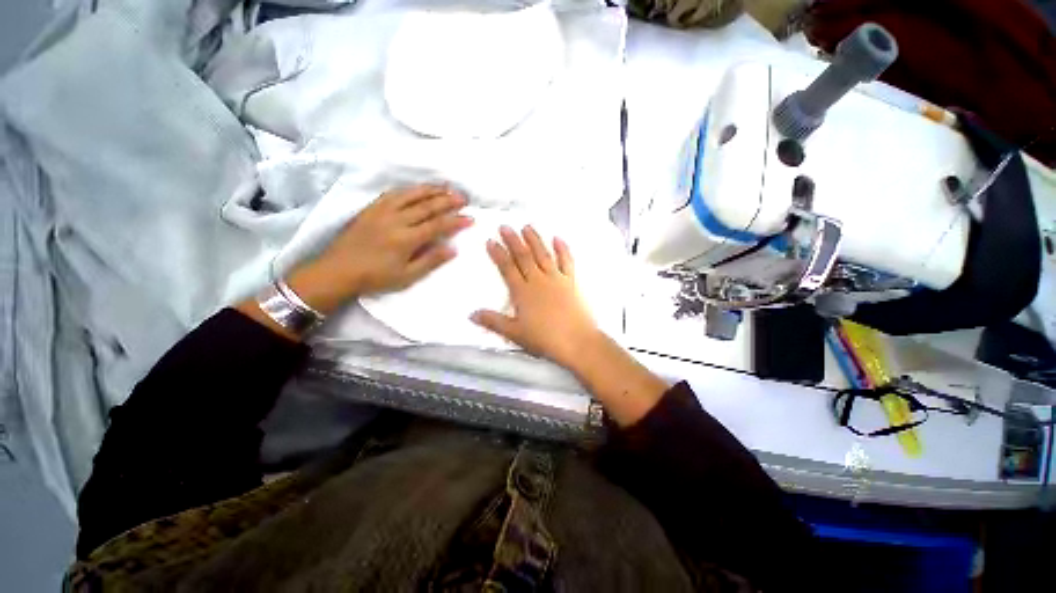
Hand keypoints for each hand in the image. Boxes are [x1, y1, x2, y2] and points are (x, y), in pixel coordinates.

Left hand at [285, 185, 472, 314]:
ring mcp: (382, 211)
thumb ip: (431, 260)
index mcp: (406, 239)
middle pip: (427, 206)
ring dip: (431, 190)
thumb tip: (453, 249)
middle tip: (463, 198)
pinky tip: (418, 189)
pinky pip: (394, 193)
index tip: (470, 218)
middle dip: (447, 201)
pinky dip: (409, 189)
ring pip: (411, 195)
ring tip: (446, 187)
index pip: (437, 225)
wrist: (337, 270)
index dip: (455, 221)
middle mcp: (396, 220)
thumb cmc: (375, 277)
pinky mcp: (372, 208)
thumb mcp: (407, 276)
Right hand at [471, 225, 600, 367]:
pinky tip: (558, 238)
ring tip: (527, 227)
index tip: (491, 241)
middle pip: (523, 257)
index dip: (498, 254)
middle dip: (513, 240)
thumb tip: (471, 314)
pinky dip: (563, 249)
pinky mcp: (572, 282)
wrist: (576, 341)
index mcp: (523, 292)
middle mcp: (538, 280)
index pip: (507, 268)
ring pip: (543, 255)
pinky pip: (567, 261)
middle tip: (505, 226)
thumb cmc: (544, 339)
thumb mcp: (515, 333)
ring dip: (534, 240)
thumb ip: (493, 322)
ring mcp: (556, 279)